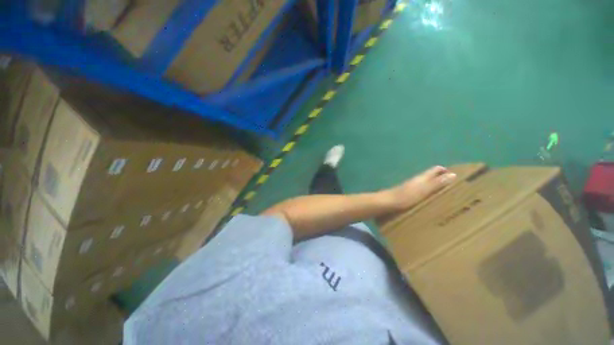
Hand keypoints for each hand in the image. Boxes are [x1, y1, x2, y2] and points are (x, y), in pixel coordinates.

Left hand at [383, 166, 456, 210]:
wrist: (387, 203)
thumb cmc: (406, 196)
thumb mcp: (424, 190)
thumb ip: (436, 183)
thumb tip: (453, 174)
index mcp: (421, 178)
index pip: (435, 170)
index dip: (445, 170)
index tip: (458, 176)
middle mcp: (416, 180)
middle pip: (430, 176)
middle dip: (442, 179)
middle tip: (455, 188)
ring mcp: (410, 187)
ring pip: (425, 184)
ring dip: (434, 187)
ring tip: (445, 196)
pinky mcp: (406, 195)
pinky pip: (420, 191)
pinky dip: (427, 193)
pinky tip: (429, 201)